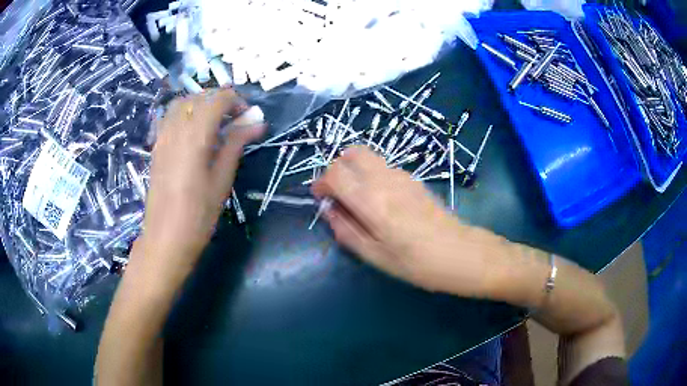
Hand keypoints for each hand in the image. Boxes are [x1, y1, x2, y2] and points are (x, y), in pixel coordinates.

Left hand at [141, 89, 263, 265]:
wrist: (166, 238)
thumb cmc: (198, 214)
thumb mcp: (222, 180)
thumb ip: (236, 144)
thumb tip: (257, 122)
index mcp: (195, 136)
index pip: (218, 99)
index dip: (236, 101)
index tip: (247, 117)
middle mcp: (176, 129)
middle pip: (199, 97)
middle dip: (219, 101)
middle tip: (234, 120)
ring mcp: (162, 136)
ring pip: (182, 103)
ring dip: (201, 104)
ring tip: (213, 122)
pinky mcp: (156, 147)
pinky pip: (170, 117)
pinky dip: (185, 114)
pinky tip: (193, 132)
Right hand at [312, 146, 497, 296]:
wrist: (461, 253)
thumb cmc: (417, 263)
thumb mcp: (375, 256)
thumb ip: (346, 230)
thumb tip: (328, 210)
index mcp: (372, 201)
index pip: (335, 173)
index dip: (321, 183)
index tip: (321, 197)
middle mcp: (385, 179)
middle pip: (352, 153)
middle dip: (337, 168)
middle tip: (338, 193)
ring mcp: (403, 175)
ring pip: (368, 156)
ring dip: (355, 171)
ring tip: (358, 199)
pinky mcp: (414, 179)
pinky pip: (383, 166)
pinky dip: (371, 174)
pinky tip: (380, 201)